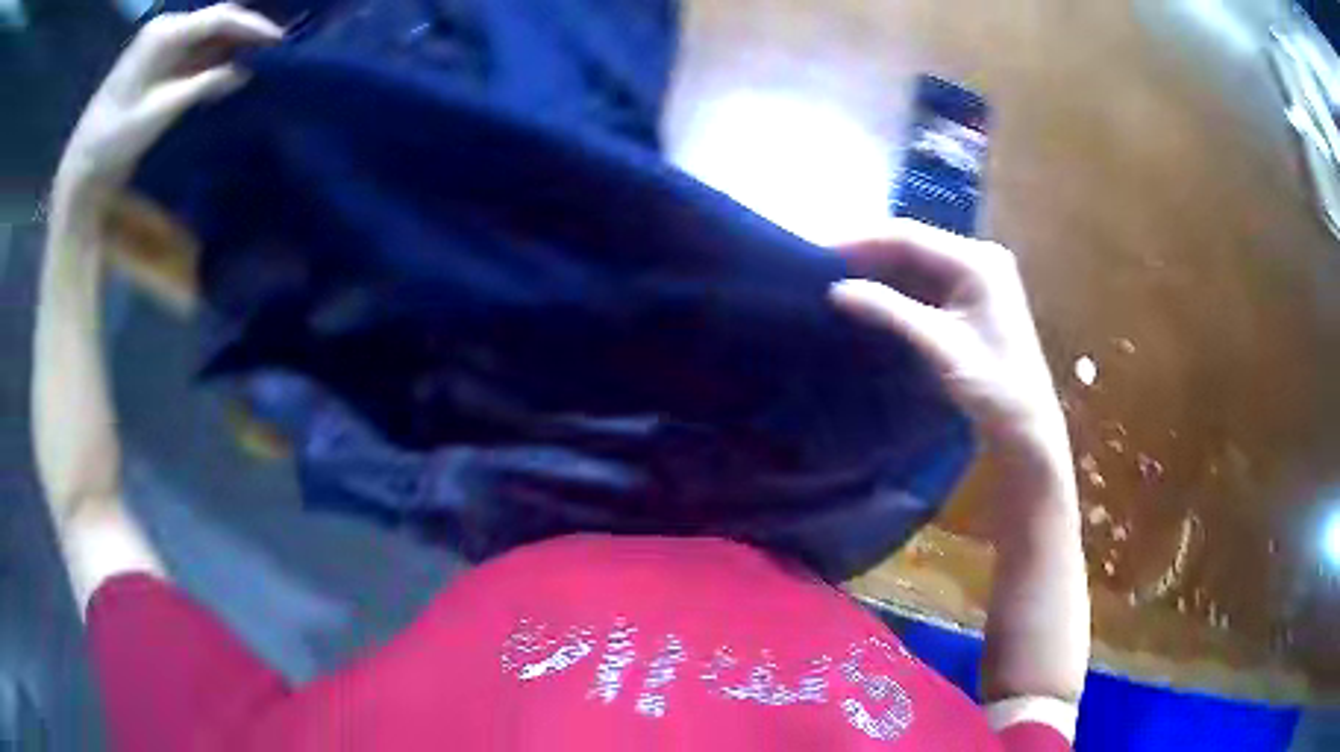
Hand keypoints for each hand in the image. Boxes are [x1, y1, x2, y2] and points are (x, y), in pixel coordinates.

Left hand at [52, 4, 281, 211]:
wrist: (81, 165)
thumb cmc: (115, 139)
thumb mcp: (161, 111)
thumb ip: (204, 86)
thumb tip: (244, 71)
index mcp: (166, 33)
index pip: (219, 18)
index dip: (252, 26)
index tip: (280, 41)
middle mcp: (165, 28)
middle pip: (214, 21)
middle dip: (243, 32)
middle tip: (272, 48)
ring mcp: (158, 43)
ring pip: (204, 34)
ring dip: (228, 45)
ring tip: (256, 57)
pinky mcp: (154, 60)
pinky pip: (190, 50)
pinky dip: (210, 57)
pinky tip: (225, 68)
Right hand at [829, 219, 1068, 468]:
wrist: (1027, 427)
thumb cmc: (994, 386)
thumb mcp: (940, 347)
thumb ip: (889, 311)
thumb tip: (836, 289)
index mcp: (978, 261)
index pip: (909, 236)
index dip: (861, 241)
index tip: (818, 251)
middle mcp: (978, 259)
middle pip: (912, 245)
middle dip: (867, 255)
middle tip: (821, 267)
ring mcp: (977, 278)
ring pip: (916, 264)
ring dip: (879, 272)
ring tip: (835, 280)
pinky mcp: (971, 299)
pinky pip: (925, 283)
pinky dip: (896, 290)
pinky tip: (868, 297)